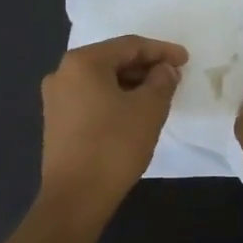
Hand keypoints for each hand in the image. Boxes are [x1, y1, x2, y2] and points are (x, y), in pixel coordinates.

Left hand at [39, 36, 187, 216]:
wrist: (76, 198)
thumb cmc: (114, 146)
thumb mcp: (149, 109)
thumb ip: (162, 80)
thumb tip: (164, 70)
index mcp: (83, 62)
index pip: (129, 45)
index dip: (161, 51)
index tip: (186, 60)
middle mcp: (63, 73)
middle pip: (113, 60)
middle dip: (145, 66)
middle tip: (173, 77)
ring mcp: (55, 98)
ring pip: (102, 80)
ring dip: (131, 83)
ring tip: (159, 94)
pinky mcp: (56, 121)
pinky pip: (91, 97)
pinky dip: (115, 98)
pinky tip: (134, 111)